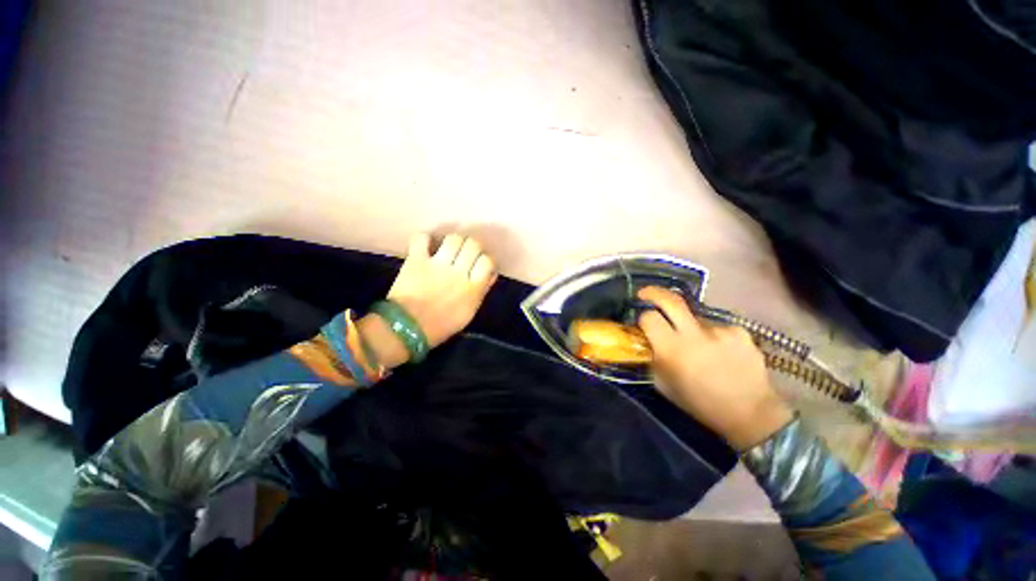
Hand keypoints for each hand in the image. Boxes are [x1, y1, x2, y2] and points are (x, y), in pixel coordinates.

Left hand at [385, 231, 496, 340]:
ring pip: (453, 239)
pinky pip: (422, 238)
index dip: (486, 259)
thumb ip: (481, 292)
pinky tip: (427, 246)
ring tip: (449, 248)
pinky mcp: (416, 260)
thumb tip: (490, 274)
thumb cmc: (441, 326)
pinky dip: (425, 239)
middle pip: (473, 245)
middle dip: (472, 247)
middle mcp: (459, 273)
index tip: (480, 263)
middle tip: (466, 254)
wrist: (406, 330)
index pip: (488, 261)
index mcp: (473, 288)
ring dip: (454, 241)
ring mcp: (437, 265)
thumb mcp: (469, 313)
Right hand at [637, 287, 792, 450]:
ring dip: (690, 327)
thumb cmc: (699, 403)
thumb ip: (652, 359)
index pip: (649, 317)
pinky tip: (721, 353)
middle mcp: (695, 335)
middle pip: (670, 300)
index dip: (643, 317)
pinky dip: (713, 336)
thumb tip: (646, 341)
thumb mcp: (663, 385)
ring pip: (695, 318)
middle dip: (654, 293)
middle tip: (646, 294)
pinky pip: (716, 327)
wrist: (750, 413)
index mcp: (672, 350)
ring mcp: (720, 330)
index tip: (643, 323)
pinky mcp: (740, 332)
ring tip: (700, 347)